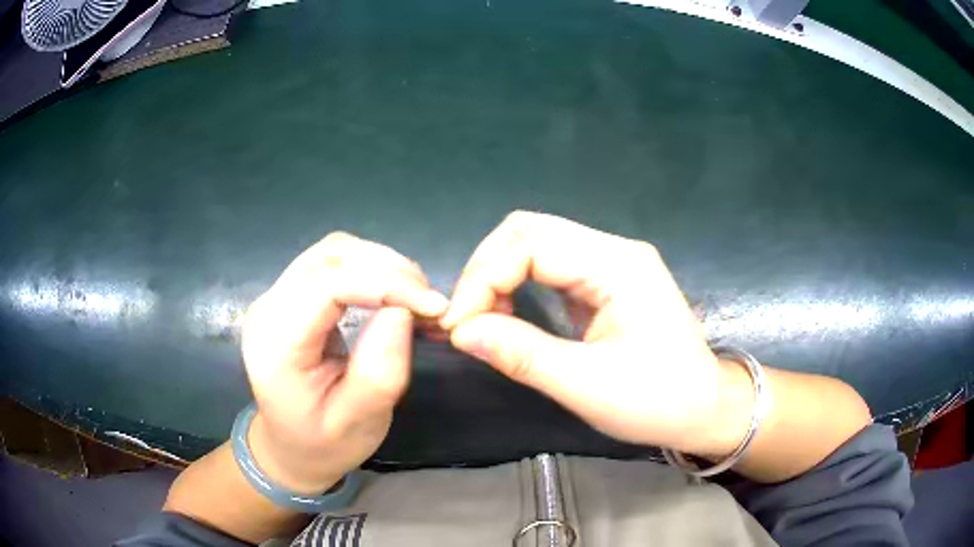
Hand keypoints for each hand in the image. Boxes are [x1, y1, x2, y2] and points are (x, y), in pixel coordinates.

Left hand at [241, 232, 448, 493]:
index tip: (433, 306)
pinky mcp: (291, 295)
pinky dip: (370, 269)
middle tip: (429, 300)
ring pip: (333, 252)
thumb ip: (379, 373)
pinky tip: (393, 292)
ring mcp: (277, 297)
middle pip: (329, 257)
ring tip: (415, 296)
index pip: (327, 286)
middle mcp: (268, 309)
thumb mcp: (358, 424)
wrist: (290, 448)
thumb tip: (402, 310)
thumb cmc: (323, 444)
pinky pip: (333, 264)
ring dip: (380, 265)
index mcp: (275, 345)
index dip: (385, 284)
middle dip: (387, 268)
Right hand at [441, 211, 749, 455]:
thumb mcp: (588, 386)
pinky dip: (517, 284)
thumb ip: (522, 354)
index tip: (459, 326)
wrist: (705, 409)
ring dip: (498, 275)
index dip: (484, 278)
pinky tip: (506, 313)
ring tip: (481, 319)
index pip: (531, 243)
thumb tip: (460, 331)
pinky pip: (550, 266)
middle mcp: (614, 251)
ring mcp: (612, 263)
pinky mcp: (606, 281)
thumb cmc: (658, 402)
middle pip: (530, 230)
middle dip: (486, 270)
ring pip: (537, 244)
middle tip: (464, 318)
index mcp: (618, 266)